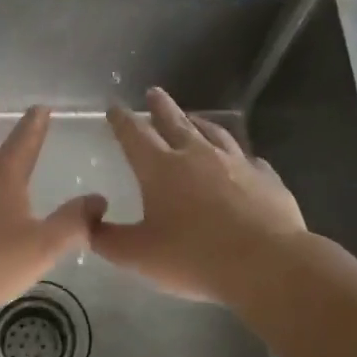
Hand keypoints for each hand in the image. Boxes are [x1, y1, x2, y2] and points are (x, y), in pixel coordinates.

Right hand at [93, 87, 306, 302]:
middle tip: (154, 92)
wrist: (267, 264)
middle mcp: (197, 155)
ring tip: (193, 117)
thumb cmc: (195, 257)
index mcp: (161, 168)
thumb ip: (106, 239)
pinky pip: (250, 160)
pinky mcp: (266, 178)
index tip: (114, 107)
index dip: (121, 120)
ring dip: (199, 122)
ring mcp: (236, 162)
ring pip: (214, 133)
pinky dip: (240, 156)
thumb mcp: (138, 256)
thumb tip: (88, 218)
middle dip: (160, 106)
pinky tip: (244, 160)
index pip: (134, 134)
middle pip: (174, 122)